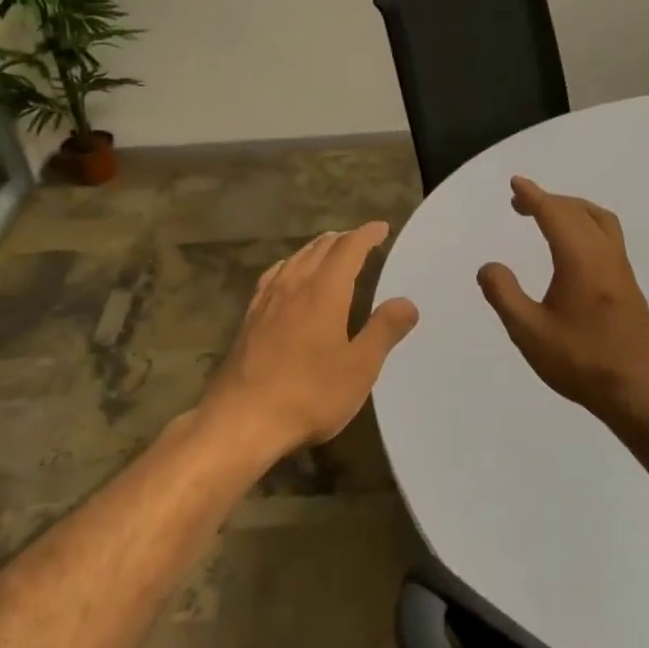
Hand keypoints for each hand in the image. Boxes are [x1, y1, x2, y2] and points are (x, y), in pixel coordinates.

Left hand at [201, 222, 419, 462]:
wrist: (241, 419)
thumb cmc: (309, 394)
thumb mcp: (359, 368)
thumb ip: (383, 331)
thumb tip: (407, 302)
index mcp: (323, 292)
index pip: (347, 250)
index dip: (366, 235)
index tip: (381, 228)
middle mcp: (293, 286)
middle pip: (318, 249)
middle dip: (342, 240)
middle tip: (360, 239)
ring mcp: (266, 302)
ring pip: (293, 260)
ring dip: (315, 249)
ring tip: (328, 250)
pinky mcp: (249, 319)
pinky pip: (273, 277)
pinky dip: (289, 266)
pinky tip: (286, 277)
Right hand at [478, 177, 648, 422]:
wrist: (638, 392)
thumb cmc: (581, 362)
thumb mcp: (529, 332)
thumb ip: (504, 295)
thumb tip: (489, 267)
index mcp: (581, 260)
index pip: (555, 214)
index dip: (534, 196)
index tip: (516, 184)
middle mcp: (606, 256)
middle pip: (579, 212)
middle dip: (550, 201)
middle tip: (521, 203)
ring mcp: (622, 271)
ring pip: (601, 222)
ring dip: (573, 210)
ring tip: (549, 216)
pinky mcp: (629, 287)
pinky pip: (608, 238)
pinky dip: (586, 226)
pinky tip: (573, 249)